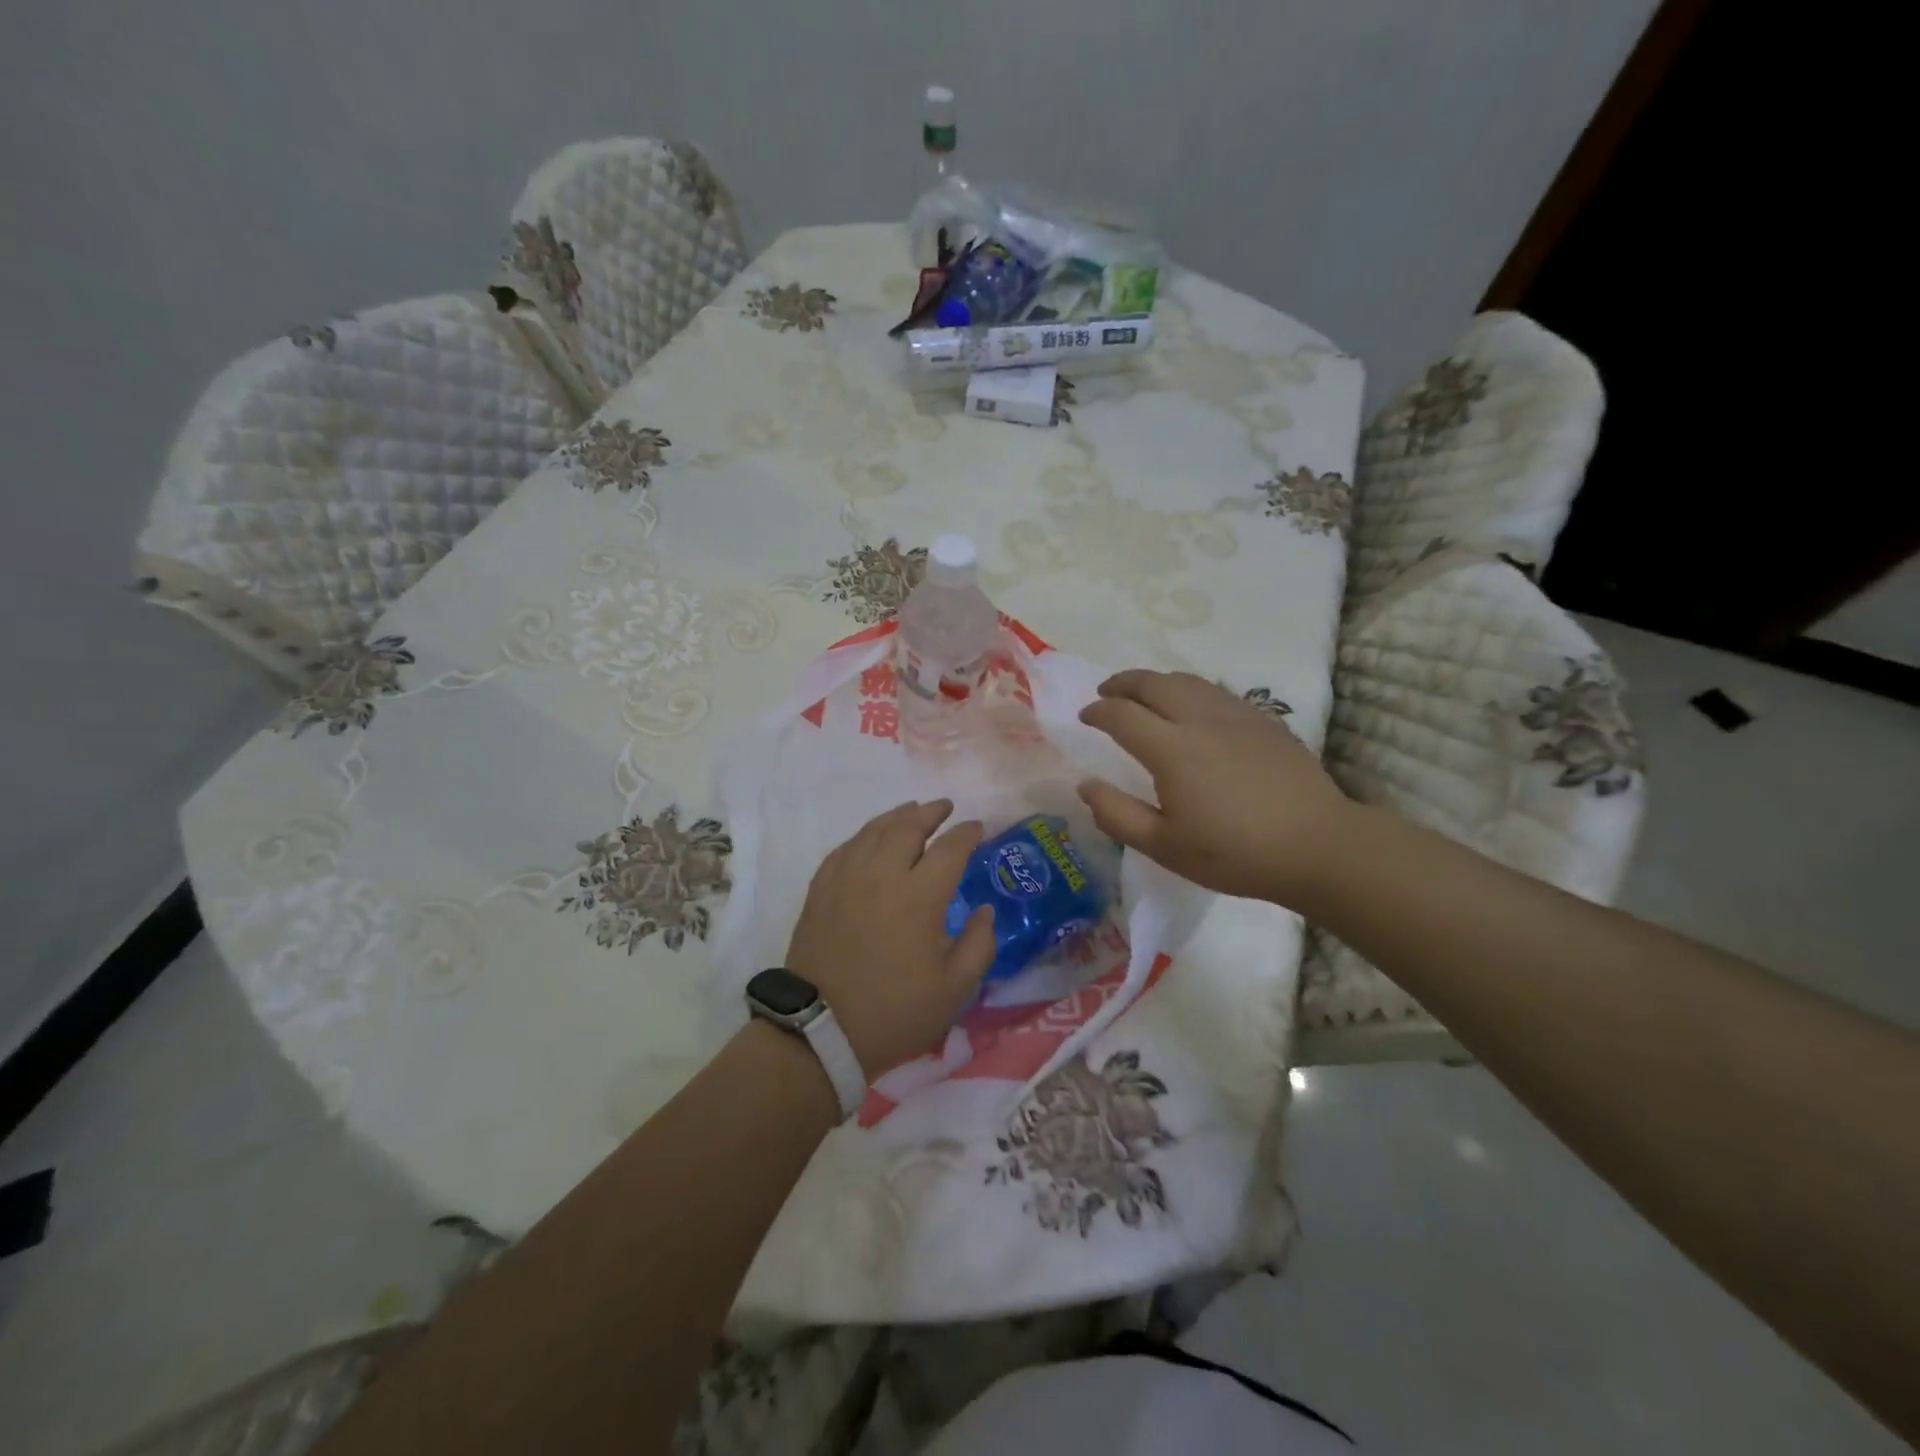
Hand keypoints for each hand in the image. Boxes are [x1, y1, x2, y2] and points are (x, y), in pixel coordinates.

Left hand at [784, 800, 995, 1078]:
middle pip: (908, 827)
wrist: (821, 1031)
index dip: (967, 833)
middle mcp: (882, 875)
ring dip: (897, 816)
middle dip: (931, 813)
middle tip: (945, 808)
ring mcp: (846, 878)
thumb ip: (979, 944)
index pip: (949, 848)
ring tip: (911, 811)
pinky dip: (864, 836)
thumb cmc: (895, 1012)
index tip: (978, 828)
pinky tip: (870, 839)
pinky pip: (845, 848)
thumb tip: (984, 911)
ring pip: (873, 831)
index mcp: (920, 896)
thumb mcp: (954, 989)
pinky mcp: (820, 890)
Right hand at [1077, 670, 1353, 904]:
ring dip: (1156, 681)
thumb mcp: (1164, 846)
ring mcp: (1237, 715)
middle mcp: (1200, 720)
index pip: (1122, 715)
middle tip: (1106, 692)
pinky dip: (1190, 690)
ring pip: (1187, 681)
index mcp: (1171, 749)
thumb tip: (1085, 785)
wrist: (1318, 846)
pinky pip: (1216, 692)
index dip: (1098, 712)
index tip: (1085, 717)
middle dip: (1123, 683)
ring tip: (1144, 694)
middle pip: (1153, 683)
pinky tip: (1194, 709)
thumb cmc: (1234, 853)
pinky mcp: (1264, 721)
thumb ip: (1117, 814)